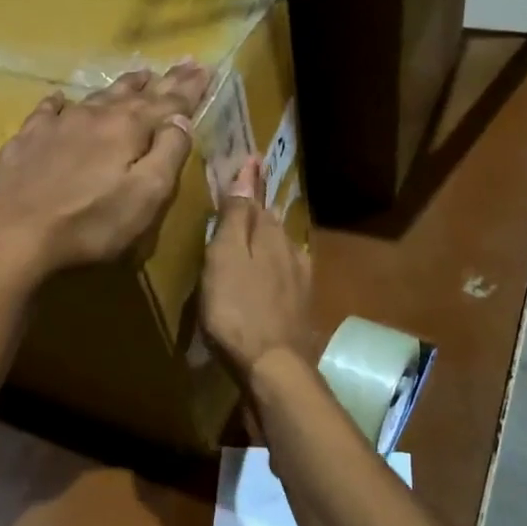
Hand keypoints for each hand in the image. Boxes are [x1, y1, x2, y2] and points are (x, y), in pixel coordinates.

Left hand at [0, 62, 208, 279]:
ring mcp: (57, 125)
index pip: (169, 103)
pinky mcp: (27, 140)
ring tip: (138, 75)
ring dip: (121, 86)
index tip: (204, 69)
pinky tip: (60, 98)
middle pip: (134, 93)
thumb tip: (181, 120)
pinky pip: (48, 111)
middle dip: (162, 81)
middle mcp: (95, 116)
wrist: (15, 235)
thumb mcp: (146, 196)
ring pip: (96, 97)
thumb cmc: (90, 223)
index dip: (189, 88)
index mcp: (128, 129)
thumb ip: (168, 154)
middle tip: (183, 63)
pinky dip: (61, 103)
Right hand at [201, 156, 313, 382]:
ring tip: (255, 233)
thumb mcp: (225, 258)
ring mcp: (300, 280)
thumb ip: (235, 217)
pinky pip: (287, 274)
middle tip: (246, 195)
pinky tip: (273, 274)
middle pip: (271, 224)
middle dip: (259, 209)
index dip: (251, 182)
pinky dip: (276, 267)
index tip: (252, 159)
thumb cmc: (237, 310)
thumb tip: (248, 170)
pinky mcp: (301, 307)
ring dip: (269, 238)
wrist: (274, 366)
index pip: (257, 200)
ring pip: (281, 249)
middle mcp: (290, 251)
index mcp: (269, 236)